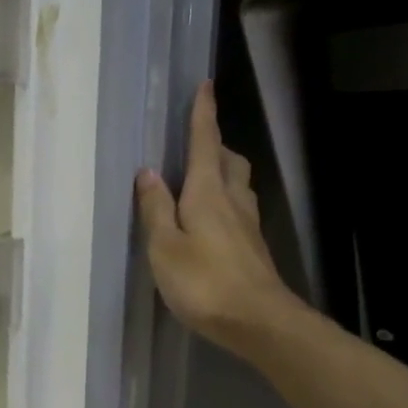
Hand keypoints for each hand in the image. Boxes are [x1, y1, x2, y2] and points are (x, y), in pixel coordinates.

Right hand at [135, 80, 296, 354]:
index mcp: (208, 193)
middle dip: (214, 144)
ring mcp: (248, 225)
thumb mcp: (165, 247)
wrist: (258, 321)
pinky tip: (214, 220)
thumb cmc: (204, 282)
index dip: (203, 114)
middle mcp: (233, 201)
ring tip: (203, 178)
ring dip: (222, 172)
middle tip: (197, 142)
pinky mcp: (253, 248)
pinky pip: (239, 209)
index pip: (204, 143)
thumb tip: (149, 172)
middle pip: (228, 160)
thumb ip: (155, 209)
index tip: (205, 85)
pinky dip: (225, 201)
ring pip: (238, 185)